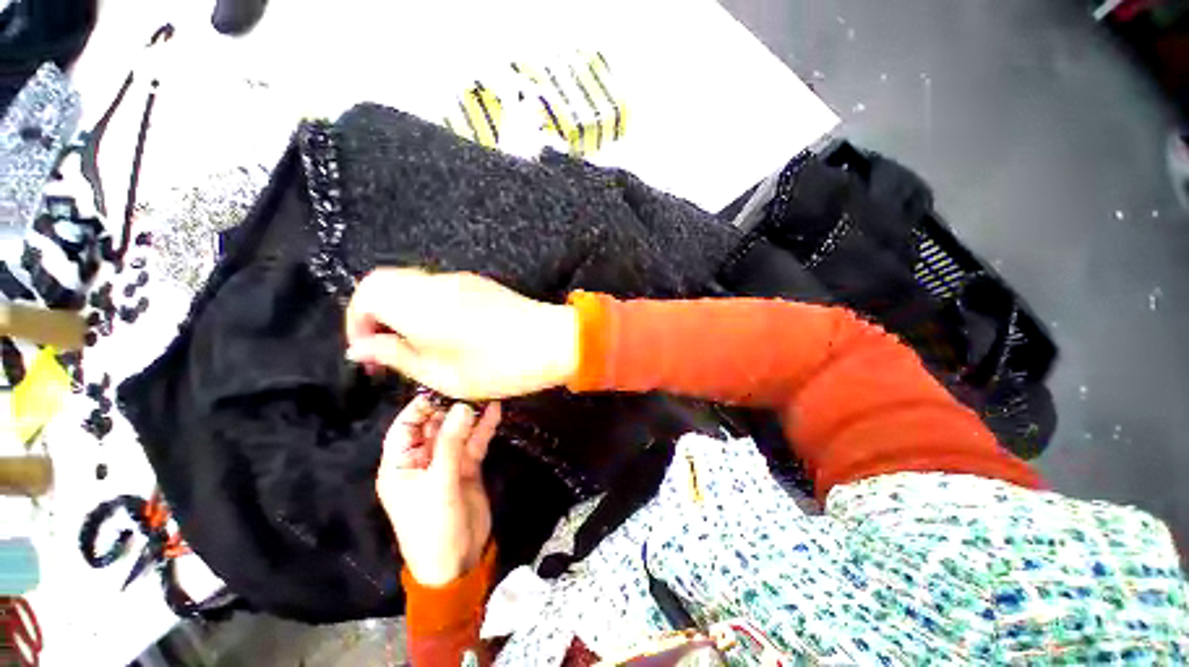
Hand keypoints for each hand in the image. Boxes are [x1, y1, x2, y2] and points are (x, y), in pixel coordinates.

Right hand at [345, 269, 578, 399]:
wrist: (555, 341)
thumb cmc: (501, 365)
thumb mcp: (444, 375)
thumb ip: (398, 357)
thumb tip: (361, 348)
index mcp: (421, 304)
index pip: (366, 293)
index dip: (356, 322)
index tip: (368, 353)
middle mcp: (436, 283)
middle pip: (385, 283)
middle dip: (375, 314)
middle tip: (387, 350)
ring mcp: (461, 279)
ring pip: (412, 284)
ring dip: (401, 309)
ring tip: (414, 345)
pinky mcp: (480, 283)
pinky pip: (436, 287)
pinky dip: (424, 305)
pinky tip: (442, 332)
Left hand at [376, 396, 500, 586]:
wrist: (458, 561)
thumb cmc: (434, 526)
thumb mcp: (439, 484)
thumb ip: (451, 444)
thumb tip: (463, 406)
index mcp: (401, 464)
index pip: (405, 427)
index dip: (421, 407)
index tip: (442, 386)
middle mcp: (422, 459)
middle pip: (435, 426)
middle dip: (451, 407)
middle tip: (471, 385)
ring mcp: (447, 463)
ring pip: (458, 432)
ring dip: (471, 415)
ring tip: (486, 392)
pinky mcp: (467, 467)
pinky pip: (475, 443)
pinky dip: (484, 429)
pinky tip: (495, 411)